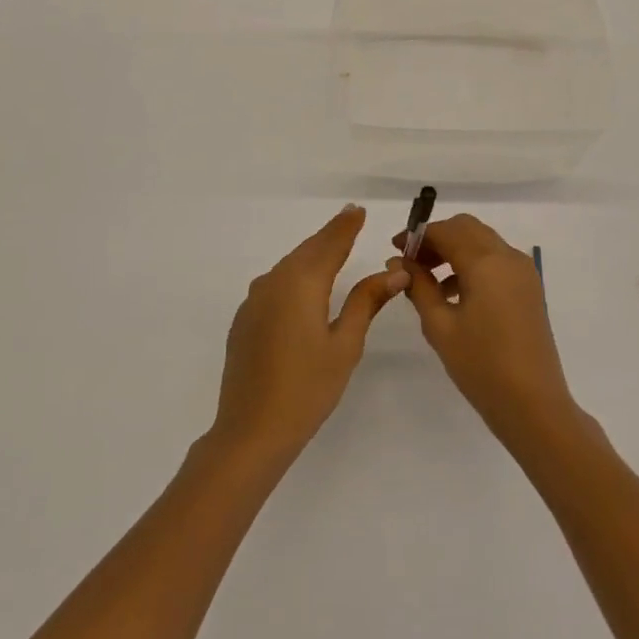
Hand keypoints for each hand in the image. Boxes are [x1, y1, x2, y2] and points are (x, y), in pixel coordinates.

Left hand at [211, 205, 409, 466]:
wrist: (251, 429)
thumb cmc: (307, 388)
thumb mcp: (345, 345)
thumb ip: (366, 302)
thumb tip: (394, 273)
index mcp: (301, 283)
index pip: (329, 244)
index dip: (346, 226)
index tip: (358, 210)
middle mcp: (274, 282)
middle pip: (307, 250)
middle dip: (329, 236)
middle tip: (350, 221)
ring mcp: (254, 300)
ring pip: (288, 266)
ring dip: (311, 256)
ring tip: (332, 249)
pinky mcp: (244, 319)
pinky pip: (274, 285)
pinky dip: (293, 277)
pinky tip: (304, 288)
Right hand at [395, 214, 584, 450]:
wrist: (533, 404)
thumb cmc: (481, 366)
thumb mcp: (439, 326)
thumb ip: (418, 287)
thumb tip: (400, 262)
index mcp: (486, 262)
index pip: (446, 231)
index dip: (418, 235)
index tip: (396, 250)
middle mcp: (508, 257)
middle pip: (467, 229)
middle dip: (437, 238)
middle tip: (412, 262)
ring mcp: (523, 272)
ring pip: (483, 242)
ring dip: (454, 250)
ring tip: (427, 281)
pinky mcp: (529, 288)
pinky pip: (496, 261)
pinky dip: (472, 264)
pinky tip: (454, 294)